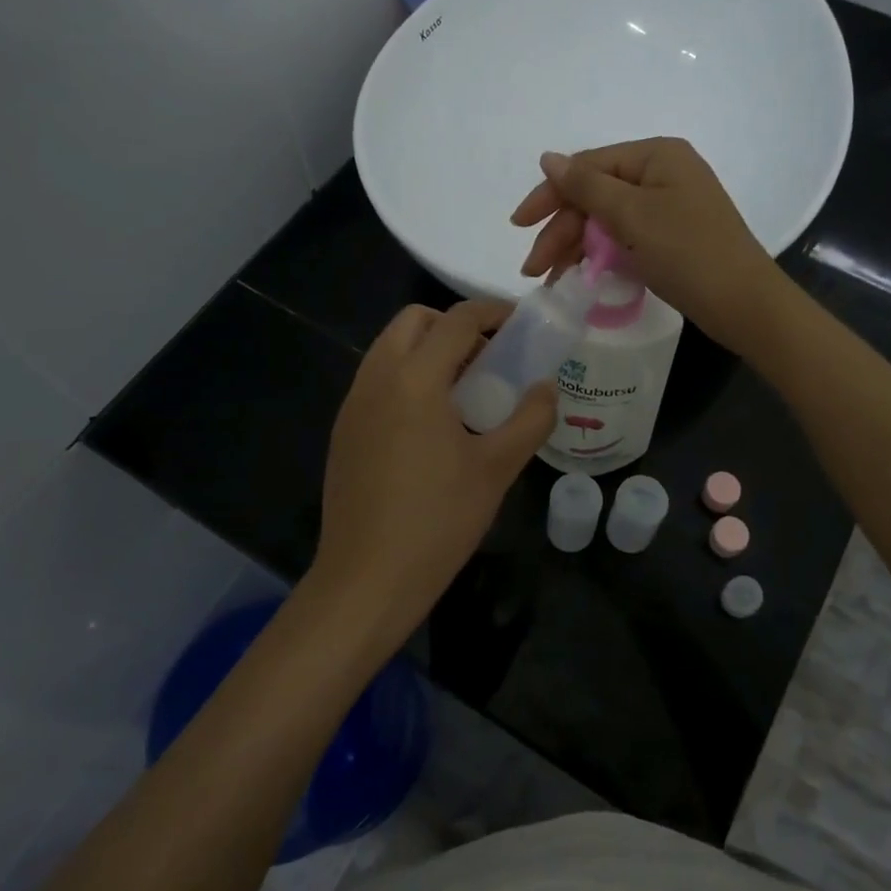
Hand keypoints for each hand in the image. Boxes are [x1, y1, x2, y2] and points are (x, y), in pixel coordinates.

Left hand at [309, 301, 555, 652]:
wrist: (366, 579)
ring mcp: (353, 404)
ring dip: (427, 350)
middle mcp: (377, 378)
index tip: (520, 324)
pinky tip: (431, 424)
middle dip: (453, 325)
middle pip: (414, 321)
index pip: (456, 320)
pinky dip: (406, 377)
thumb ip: (530, 420)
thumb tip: (547, 388)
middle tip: (489, 357)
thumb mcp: (497, 469)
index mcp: (415, 379)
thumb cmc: (438, 521)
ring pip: (389, 349)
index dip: (492, 311)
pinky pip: (377, 380)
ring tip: (464, 390)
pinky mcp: (344, 430)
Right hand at [512, 137, 781, 352]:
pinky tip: (580, 276)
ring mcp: (668, 206)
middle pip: (595, 195)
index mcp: (656, 156)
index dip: (549, 195)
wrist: (744, 304)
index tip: (518, 225)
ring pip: (606, 220)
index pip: (588, 167)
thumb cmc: (688, 252)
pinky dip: (601, 255)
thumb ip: (586, 186)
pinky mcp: (671, 236)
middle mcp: (662, 174)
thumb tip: (548, 157)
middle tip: (533, 269)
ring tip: (551, 280)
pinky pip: (625, 237)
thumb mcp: (631, 215)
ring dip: (575, 247)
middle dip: (561, 231)